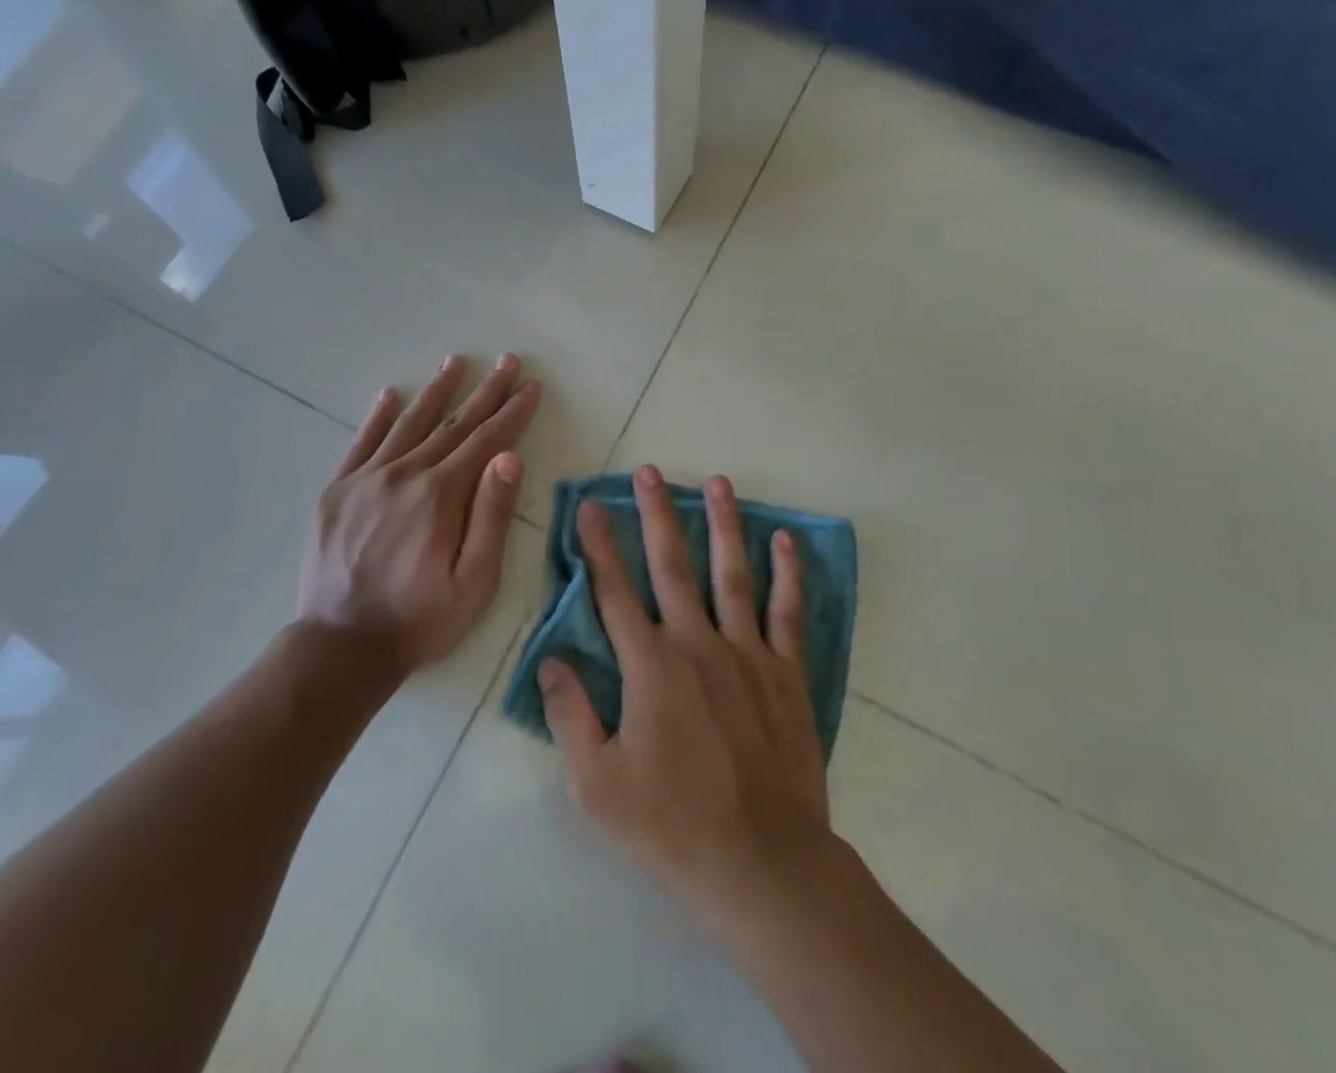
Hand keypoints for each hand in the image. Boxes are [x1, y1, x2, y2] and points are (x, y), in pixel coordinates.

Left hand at [298, 353, 540, 671]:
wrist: (340, 646)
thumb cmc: (419, 619)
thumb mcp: (474, 581)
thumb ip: (491, 516)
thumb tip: (509, 457)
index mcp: (441, 495)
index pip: (486, 440)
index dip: (512, 412)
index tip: (530, 386)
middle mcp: (405, 474)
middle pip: (453, 424)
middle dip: (485, 391)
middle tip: (506, 360)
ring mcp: (366, 479)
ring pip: (409, 423)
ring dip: (436, 391)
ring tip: (456, 361)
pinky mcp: (337, 490)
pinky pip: (361, 442)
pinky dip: (378, 416)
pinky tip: (391, 394)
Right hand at [538, 466, 831, 917]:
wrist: (761, 862)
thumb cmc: (671, 825)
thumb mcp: (596, 783)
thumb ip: (569, 715)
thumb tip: (549, 660)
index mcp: (649, 666)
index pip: (613, 591)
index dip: (597, 545)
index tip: (588, 504)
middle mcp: (696, 643)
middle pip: (671, 564)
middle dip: (656, 513)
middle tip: (649, 472)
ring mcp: (746, 653)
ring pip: (731, 573)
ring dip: (722, 524)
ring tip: (717, 481)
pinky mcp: (785, 673)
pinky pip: (786, 612)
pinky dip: (786, 573)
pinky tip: (783, 540)